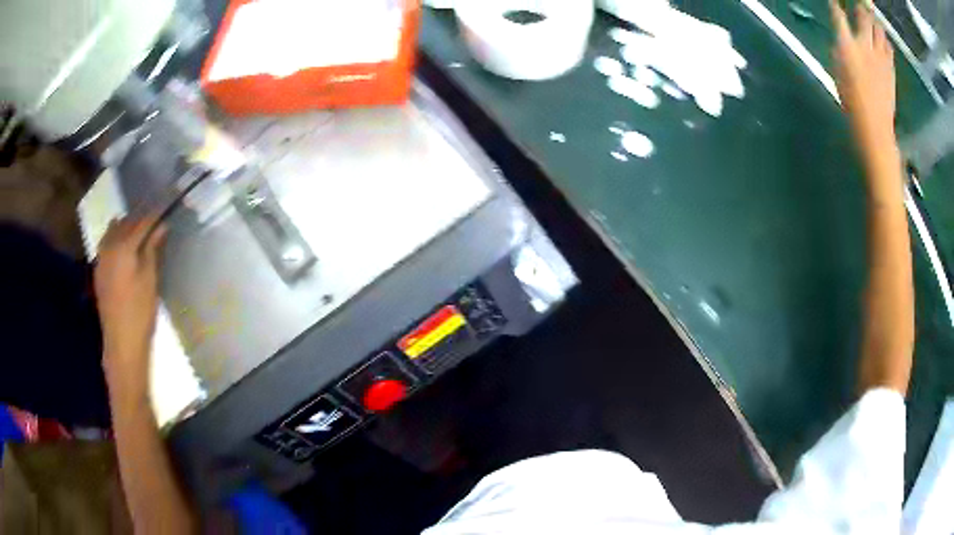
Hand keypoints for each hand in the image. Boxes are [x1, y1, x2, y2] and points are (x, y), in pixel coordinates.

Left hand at [94, 214, 166, 388]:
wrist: (121, 342)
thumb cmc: (140, 312)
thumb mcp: (150, 279)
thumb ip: (152, 249)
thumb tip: (160, 227)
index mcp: (123, 247)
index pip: (142, 223)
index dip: (154, 215)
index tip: (166, 207)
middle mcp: (109, 247)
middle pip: (125, 224)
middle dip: (139, 219)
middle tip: (153, 220)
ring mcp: (101, 260)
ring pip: (112, 232)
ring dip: (125, 227)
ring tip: (137, 230)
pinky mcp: (98, 272)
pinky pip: (106, 245)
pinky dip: (115, 240)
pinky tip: (122, 247)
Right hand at [830, 0, 897, 163]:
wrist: (874, 126)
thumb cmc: (851, 100)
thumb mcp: (838, 71)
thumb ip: (840, 50)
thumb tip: (843, 39)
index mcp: (846, 45)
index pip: (838, 16)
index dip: (836, 6)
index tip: (835, 3)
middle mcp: (864, 45)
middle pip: (863, 17)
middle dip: (861, 8)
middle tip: (860, 4)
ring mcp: (880, 57)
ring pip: (879, 30)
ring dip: (875, 22)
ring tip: (873, 18)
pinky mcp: (890, 69)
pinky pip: (889, 48)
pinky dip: (886, 41)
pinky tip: (885, 40)